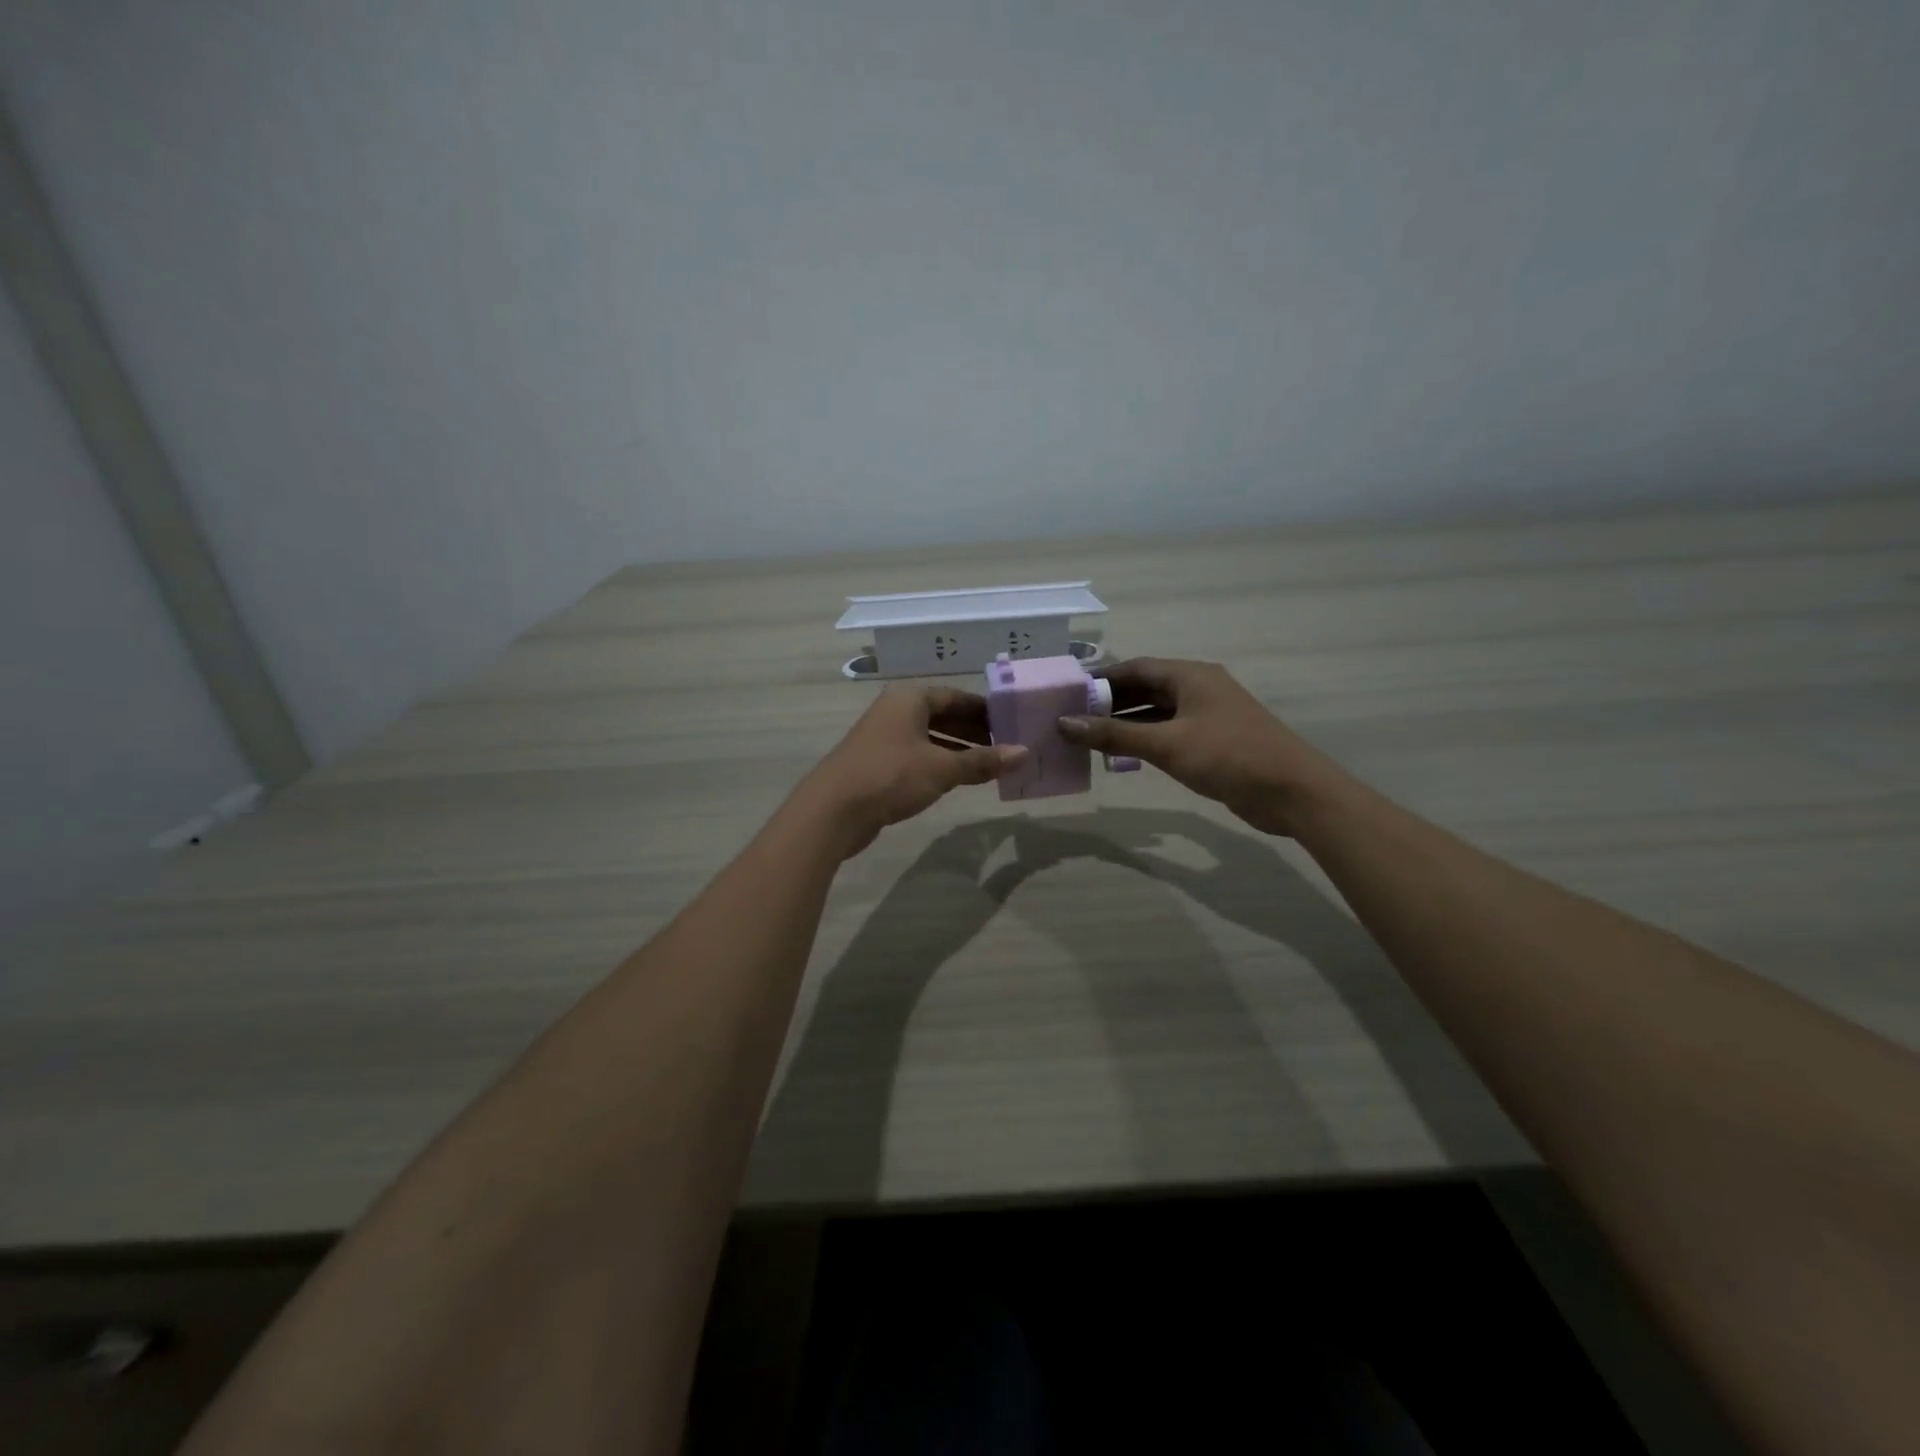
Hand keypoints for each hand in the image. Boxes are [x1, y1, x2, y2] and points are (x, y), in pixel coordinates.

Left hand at [796, 687, 1027, 856]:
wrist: (833, 810)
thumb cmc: (891, 776)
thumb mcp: (943, 768)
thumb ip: (982, 760)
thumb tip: (1024, 753)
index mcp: (910, 699)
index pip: (956, 697)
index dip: (985, 710)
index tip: (1011, 725)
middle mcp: (895, 711)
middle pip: (943, 715)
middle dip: (973, 731)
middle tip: (1005, 748)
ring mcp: (883, 737)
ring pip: (929, 737)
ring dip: (958, 750)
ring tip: (988, 766)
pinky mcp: (877, 763)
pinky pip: (917, 755)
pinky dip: (939, 763)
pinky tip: (957, 779)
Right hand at [1057, 658, 1340, 835]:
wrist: (1292, 792)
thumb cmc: (1228, 757)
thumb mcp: (1166, 744)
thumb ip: (1114, 735)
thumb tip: (1064, 723)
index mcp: (1190, 676)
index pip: (1135, 668)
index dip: (1101, 679)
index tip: (1068, 694)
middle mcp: (1198, 688)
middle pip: (1145, 688)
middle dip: (1110, 702)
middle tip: (1072, 719)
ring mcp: (1207, 715)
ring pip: (1156, 712)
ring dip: (1126, 723)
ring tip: (1088, 738)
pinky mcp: (1213, 741)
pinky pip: (1169, 733)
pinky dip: (1145, 740)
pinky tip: (1122, 756)